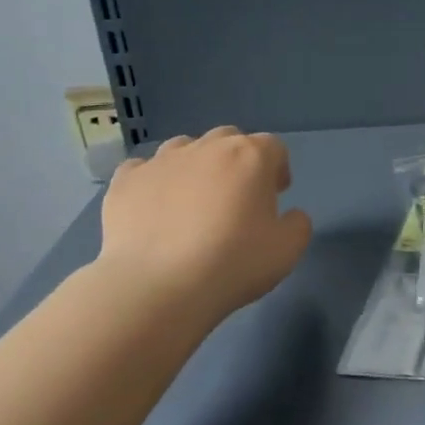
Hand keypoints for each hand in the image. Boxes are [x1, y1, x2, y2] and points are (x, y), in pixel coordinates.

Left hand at [99, 127, 312, 323]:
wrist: (157, 285)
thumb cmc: (232, 263)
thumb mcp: (287, 251)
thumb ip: (297, 225)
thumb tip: (290, 215)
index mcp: (250, 156)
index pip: (273, 147)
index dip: (277, 169)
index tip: (276, 196)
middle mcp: (206, 147)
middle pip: (229, 139)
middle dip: (237, 161)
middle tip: (236, 198)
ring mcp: (162, 160)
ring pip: (185, 148)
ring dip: (195, 166)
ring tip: (192, 202)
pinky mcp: (126, 180)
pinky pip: (143, 169)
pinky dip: (153, 182)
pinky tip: (153, 209)